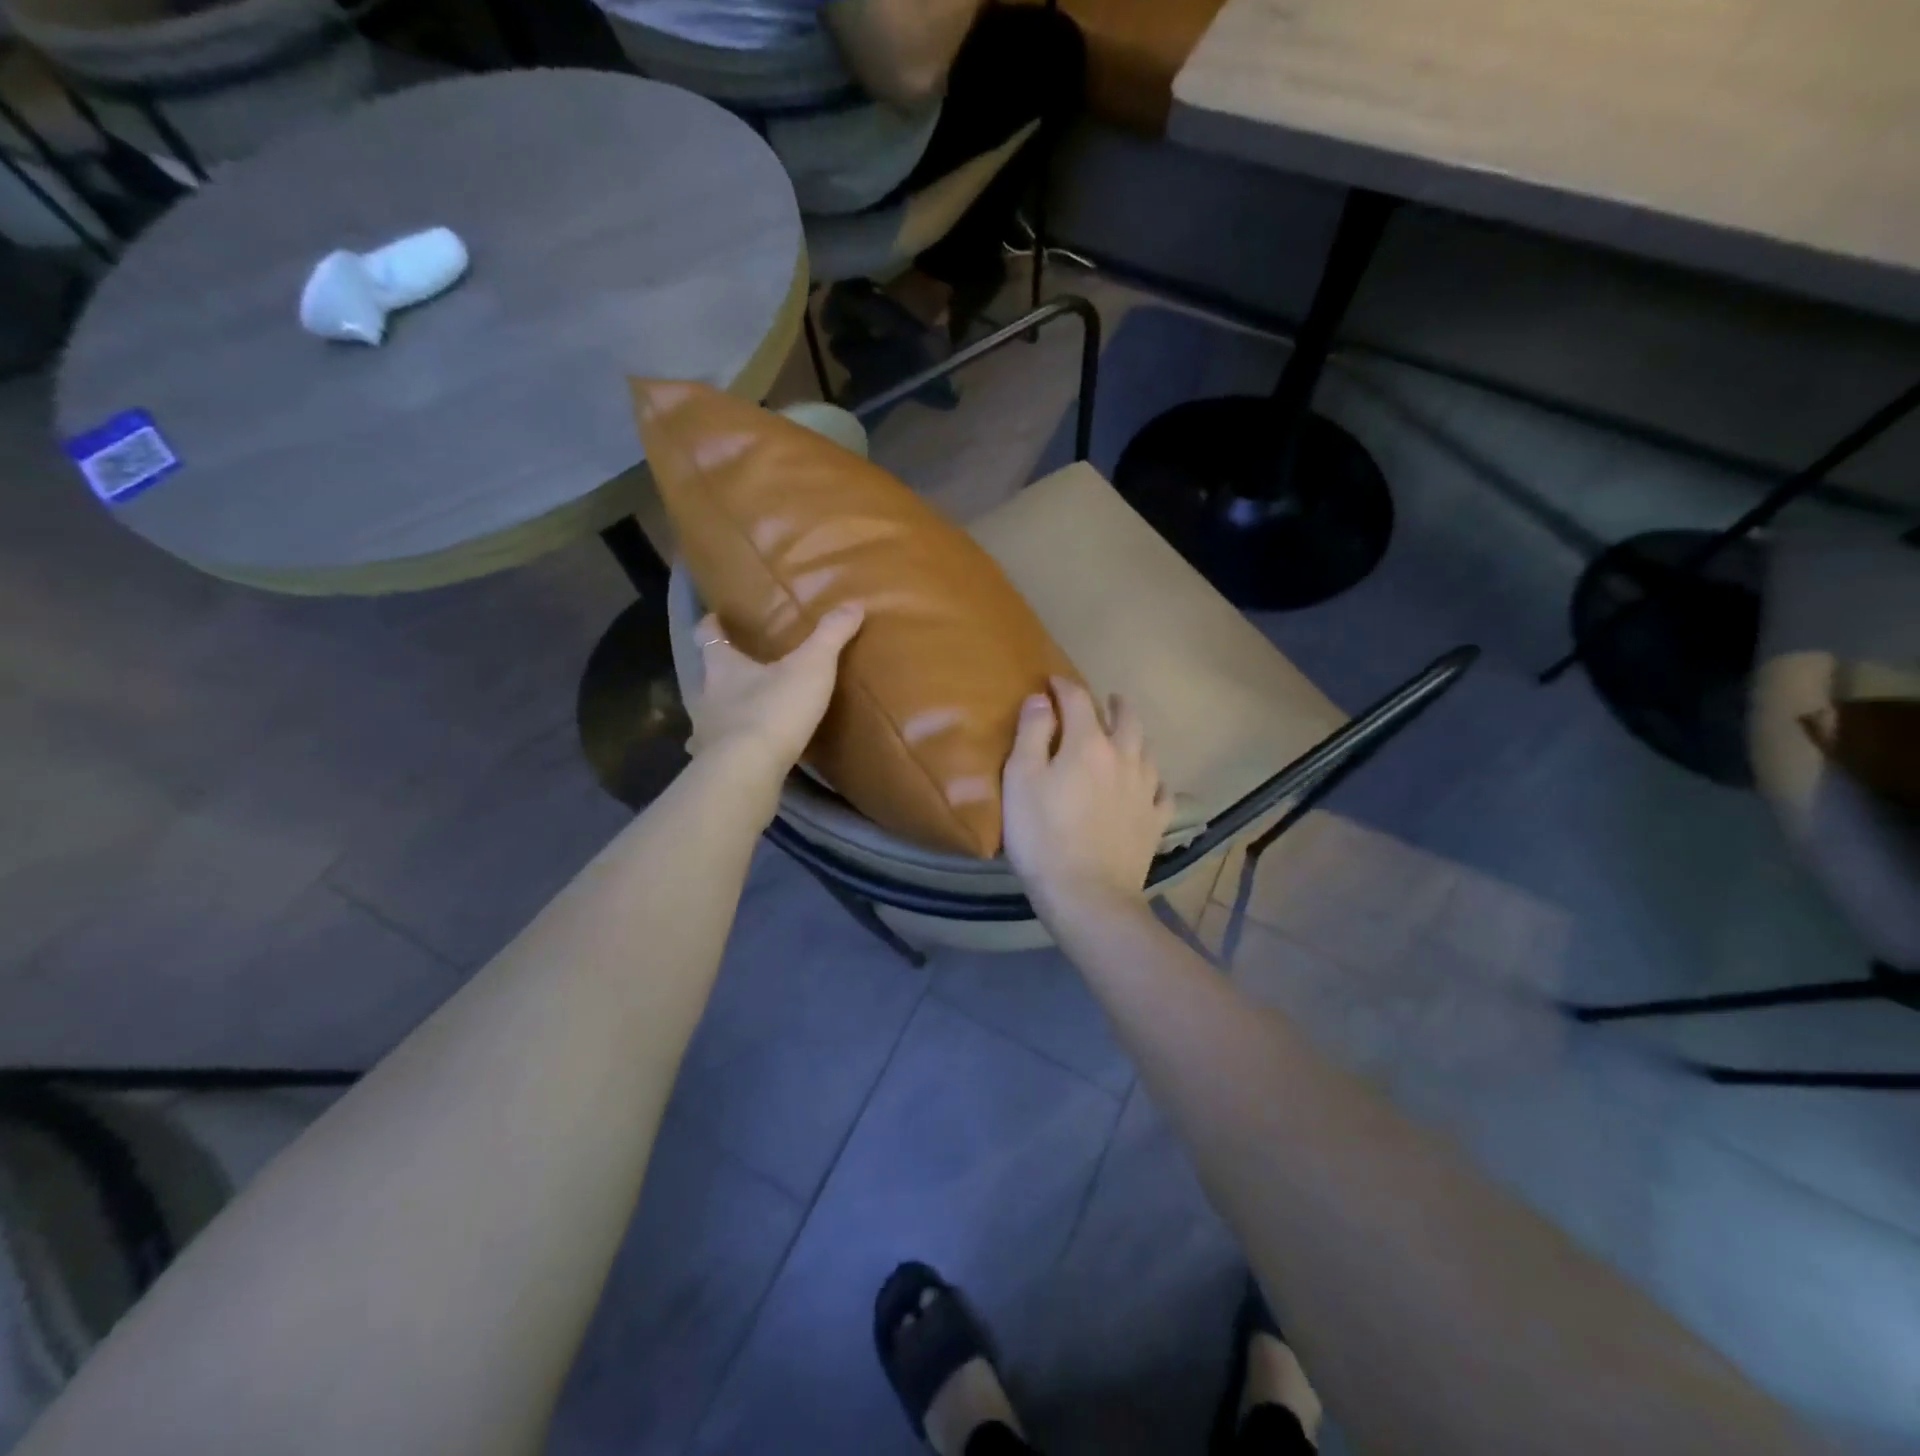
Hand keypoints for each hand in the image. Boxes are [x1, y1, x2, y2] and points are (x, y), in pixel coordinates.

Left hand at [689, 604, 863, 780]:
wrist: (747, 770)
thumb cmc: (774, 710)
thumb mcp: (811, 667)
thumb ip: (831, 636)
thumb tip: (853, 604)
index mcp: (723, 667)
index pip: (708, 637)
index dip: (711, 626)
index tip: (714, 618)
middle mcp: (706, 697)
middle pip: (707, 677)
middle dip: (721, 673)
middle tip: (740, 670)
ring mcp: (705, 733)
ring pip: (709, 716)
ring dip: (722, 713)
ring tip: (743, 714)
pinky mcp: (712, 765)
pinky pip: (717, 752)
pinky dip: (726, 750)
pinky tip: (740, 756)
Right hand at [1001, 677, 1171, 919]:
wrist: (1088, 895)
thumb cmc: (1043, 836)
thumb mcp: (1021, 779)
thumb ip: (1032, 733)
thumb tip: (1042, 698)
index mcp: (1088, 743)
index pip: (1077, 699)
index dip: (1063, 686)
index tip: (1051, 682)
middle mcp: (1124, 757)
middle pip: (1126, 718)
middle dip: (1112, 704)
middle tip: (1104, 700)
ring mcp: (1145, 790)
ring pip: (1147, 749)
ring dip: (1136, 735)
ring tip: (1126, 736)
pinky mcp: (1155, 821)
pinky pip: (1162, 790)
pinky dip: (1153, 779)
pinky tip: (1148, 785)